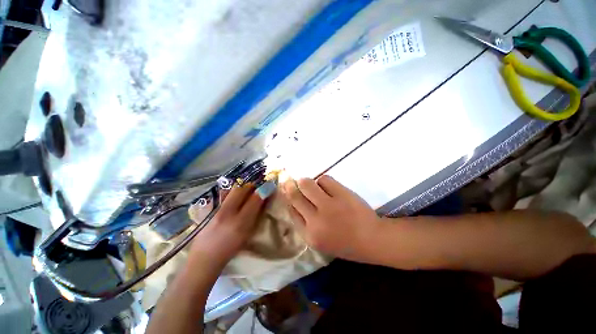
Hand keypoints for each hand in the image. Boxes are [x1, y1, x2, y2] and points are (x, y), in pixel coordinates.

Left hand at [189, 184, 265, 268]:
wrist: (205, 256)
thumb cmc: (230, 248)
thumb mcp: (247, 233)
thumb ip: (256, 215)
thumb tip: (264, 199)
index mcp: (241, 222)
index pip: (255, 199)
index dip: (264, 190)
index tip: (269, 186)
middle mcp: (227, 213)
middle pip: (241, 189)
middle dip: (251, 186)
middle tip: (256, 188)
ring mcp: (216, 209)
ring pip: (231, 190)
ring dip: (241, 188)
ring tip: (245, 192)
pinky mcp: (208, 208)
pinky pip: (223, 194)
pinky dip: (231, 192)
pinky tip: (233, 197)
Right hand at [282, 175, 380, 261]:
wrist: (372, 239)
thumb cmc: (345, 242)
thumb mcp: (320, 240)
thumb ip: (305, 223)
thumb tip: (293, 202)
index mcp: (309, 235)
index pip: (291, 210)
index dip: (288, 198)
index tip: (287, 191)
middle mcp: (316, 220)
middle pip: (295, 195)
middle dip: (290, 186)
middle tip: (290, 181)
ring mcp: (329, 205)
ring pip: (307, 184)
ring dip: (307, 182)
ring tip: (314, 186)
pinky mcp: (341, 194)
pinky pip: (324, 179)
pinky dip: (323, 181)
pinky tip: (328, 186)